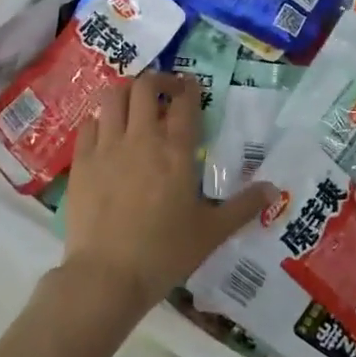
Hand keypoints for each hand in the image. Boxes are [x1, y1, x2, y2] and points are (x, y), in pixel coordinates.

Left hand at [60, 72, 273, 316]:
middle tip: (165, 92)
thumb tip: (274, 189)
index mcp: (176, 151)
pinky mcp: (81, 162)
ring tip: (134, 106)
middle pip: (144, 86)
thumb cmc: (165, 253)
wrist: (107, 276)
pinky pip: (89, 124)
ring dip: (125, 93)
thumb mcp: (212, 232)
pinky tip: (107, 133)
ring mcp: (107, 147)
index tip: (192, 87)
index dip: (189, 88)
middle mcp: (141, 138)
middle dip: (157, 81)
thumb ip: (243, 207)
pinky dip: (100, 121)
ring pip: (112, 97)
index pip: (184, 102)